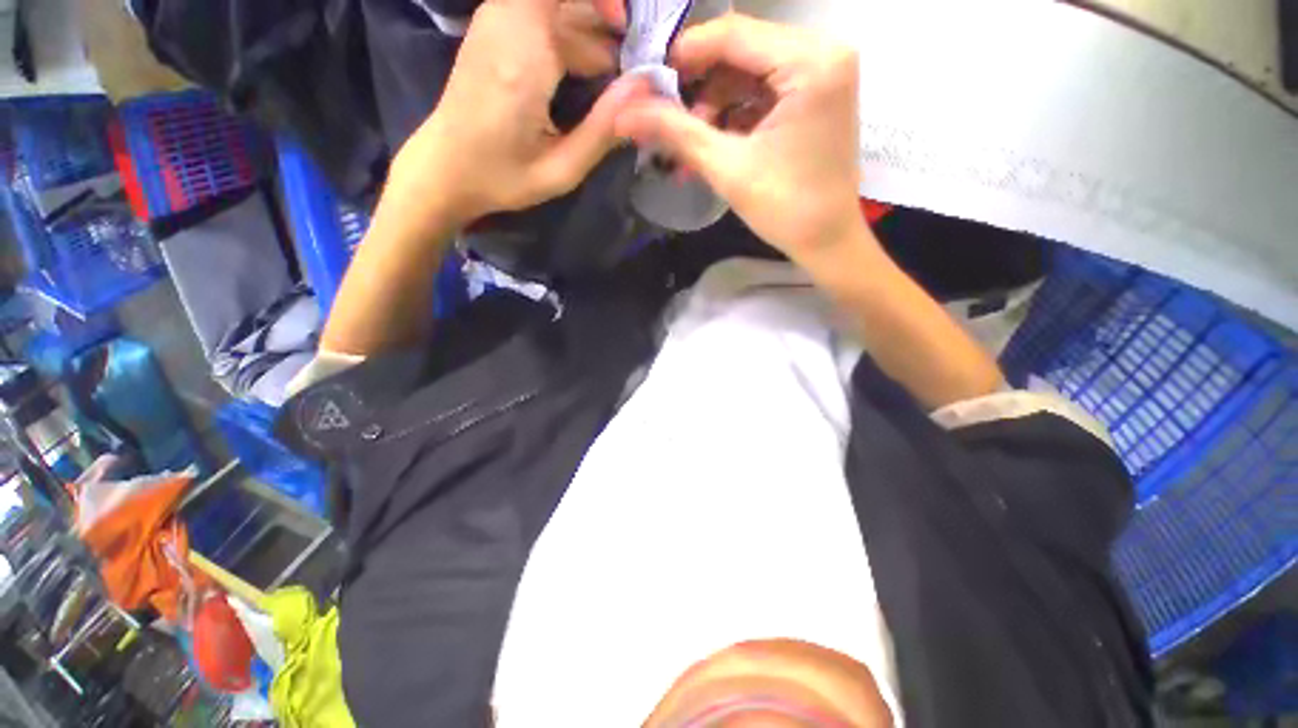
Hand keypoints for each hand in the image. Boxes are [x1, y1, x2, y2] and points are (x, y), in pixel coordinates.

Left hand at [384, 0, 646, 232]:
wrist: (445, 168)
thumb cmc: (502, 177)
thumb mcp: (561, 170)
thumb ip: (603, 130)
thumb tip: (645, 88)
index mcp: (522, 54)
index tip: (628, 35)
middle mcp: (506, 22)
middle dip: (604, 24)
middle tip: (631, 70)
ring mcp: (497, 22)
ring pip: (558, 6)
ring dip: (591, 35)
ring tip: (614, 80)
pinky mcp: (495, 31)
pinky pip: (543, 16)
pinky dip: (573, 40)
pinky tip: (589, 76)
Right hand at [613, 14, 865, 264]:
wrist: (826, 241)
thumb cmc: (784, 209)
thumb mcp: (727, 168)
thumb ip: (675, 133)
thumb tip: (622, 113)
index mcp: (811, 62)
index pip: (733, 34)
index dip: (684, 56)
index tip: (647, 84)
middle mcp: (823, 52)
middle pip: (741, 51)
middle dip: (699, 88)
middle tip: (667, 122)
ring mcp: (822, 73)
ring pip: (748, 72)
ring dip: (713, 106)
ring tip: (689, 146)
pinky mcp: (815, 95)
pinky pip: (762, 90)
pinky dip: (733, 115)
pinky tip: (712, 143)